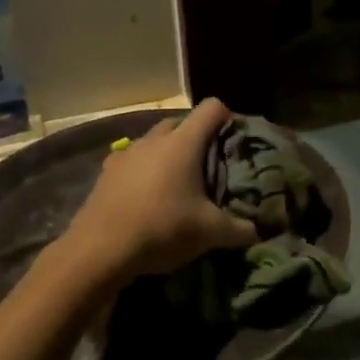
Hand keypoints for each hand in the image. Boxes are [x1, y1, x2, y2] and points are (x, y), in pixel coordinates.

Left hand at [62, 99, 257, 281]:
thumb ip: (240, 229)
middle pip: (181, 122)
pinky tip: (145, 196)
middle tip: (208, 167)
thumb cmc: (162, 229)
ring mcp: (126, 153)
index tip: (234, 141)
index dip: (228, 118)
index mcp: (184, 143)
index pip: (212, 108)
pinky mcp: (106, 173)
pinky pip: (132, 161)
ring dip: (167, 154)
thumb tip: (261, 231)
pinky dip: (143, 170)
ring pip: (154, 141)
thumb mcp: (210, 233)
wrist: (98, 251)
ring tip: (176, 184)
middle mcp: (155, 139)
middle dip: (197, 138)